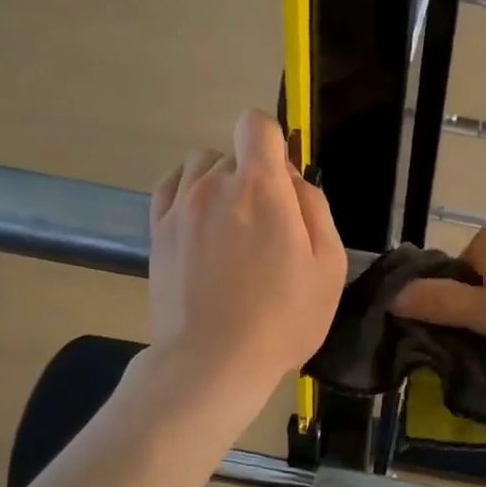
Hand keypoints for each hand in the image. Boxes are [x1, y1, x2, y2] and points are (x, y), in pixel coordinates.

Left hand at [149, 111, 345, 400]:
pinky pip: (171, 187)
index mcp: (261, 187)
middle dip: (254, 174)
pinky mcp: (157, 231)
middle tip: (268, 223)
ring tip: (232, 226)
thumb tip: (294, 182)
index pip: (256, 125)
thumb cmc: (283, 317)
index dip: (274, 143)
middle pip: (233, 152)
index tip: (284, 180)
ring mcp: (180, 207)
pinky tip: (202, 222)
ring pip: (200, 166)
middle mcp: (215, 184)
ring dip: (220, 182)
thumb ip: (315, 208)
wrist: (212, 361)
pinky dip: (189, 192)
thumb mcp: (328, 266)